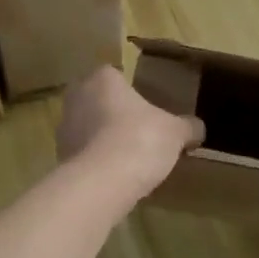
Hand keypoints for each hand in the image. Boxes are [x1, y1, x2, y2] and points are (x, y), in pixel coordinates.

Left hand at [57, 66, 203, 203]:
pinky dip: (97, 161)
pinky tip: (116, 175)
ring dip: (103, 138)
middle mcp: (77, 98)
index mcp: (102, 79)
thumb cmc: (140, 140)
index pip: (114, 74)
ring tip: (129, 155)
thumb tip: (198, 128)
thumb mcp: (176, 132)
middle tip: (138, 128)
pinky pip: (83, 154)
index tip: (145, 104)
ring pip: (87, 127)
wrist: (102, 183)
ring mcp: (64, 129)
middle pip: (97, 100)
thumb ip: (188, 126)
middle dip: (113, 112)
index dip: (129, 89)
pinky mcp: (61, 158)